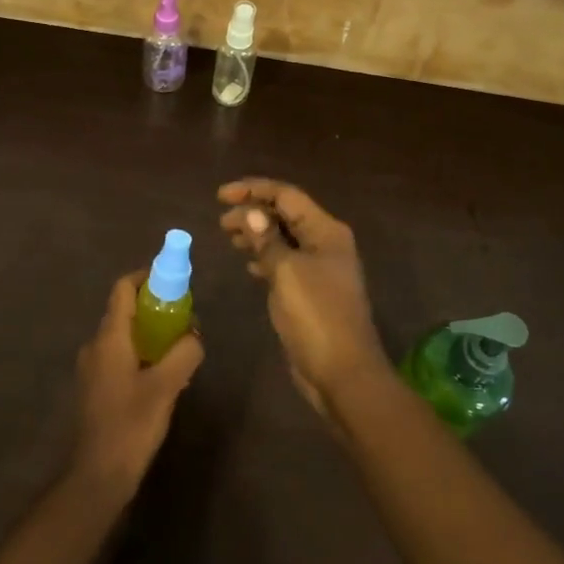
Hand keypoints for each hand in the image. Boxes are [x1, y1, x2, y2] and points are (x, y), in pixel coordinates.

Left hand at [71, 271, 204, 494]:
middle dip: (154, 305)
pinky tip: (161, 373)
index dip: (146, 276)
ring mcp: (92, 368)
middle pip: (124, 309)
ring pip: (123, 334)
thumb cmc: (130, 425)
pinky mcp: (96, 388)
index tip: (172, 279)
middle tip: (184, 316)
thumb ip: (184, 353)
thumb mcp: (166, 386)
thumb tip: (194, 335)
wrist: (97, 476)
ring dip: (149, 331)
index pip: (123, 288)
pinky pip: (120, 355)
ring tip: (178, 345)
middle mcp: (96, 345)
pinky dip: (141, 351)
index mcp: (109, 337)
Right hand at [218, 180, 389, 419]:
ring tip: (229, 238)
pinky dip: (265, 257)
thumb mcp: (286, 272)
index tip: (220, 196)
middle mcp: (325, 243)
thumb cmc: (316, 316)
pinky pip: (285, 262)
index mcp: (325, 231)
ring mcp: (320, 268)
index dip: (253, 190)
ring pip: (283, 238)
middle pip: (285, 215)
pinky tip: (248, 265)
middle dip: (253, 212)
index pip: (286, 196)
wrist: (343, 372)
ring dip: (257, 234)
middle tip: (222, 222)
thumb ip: (267, 239)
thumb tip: (252, 212)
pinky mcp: (311, 291)